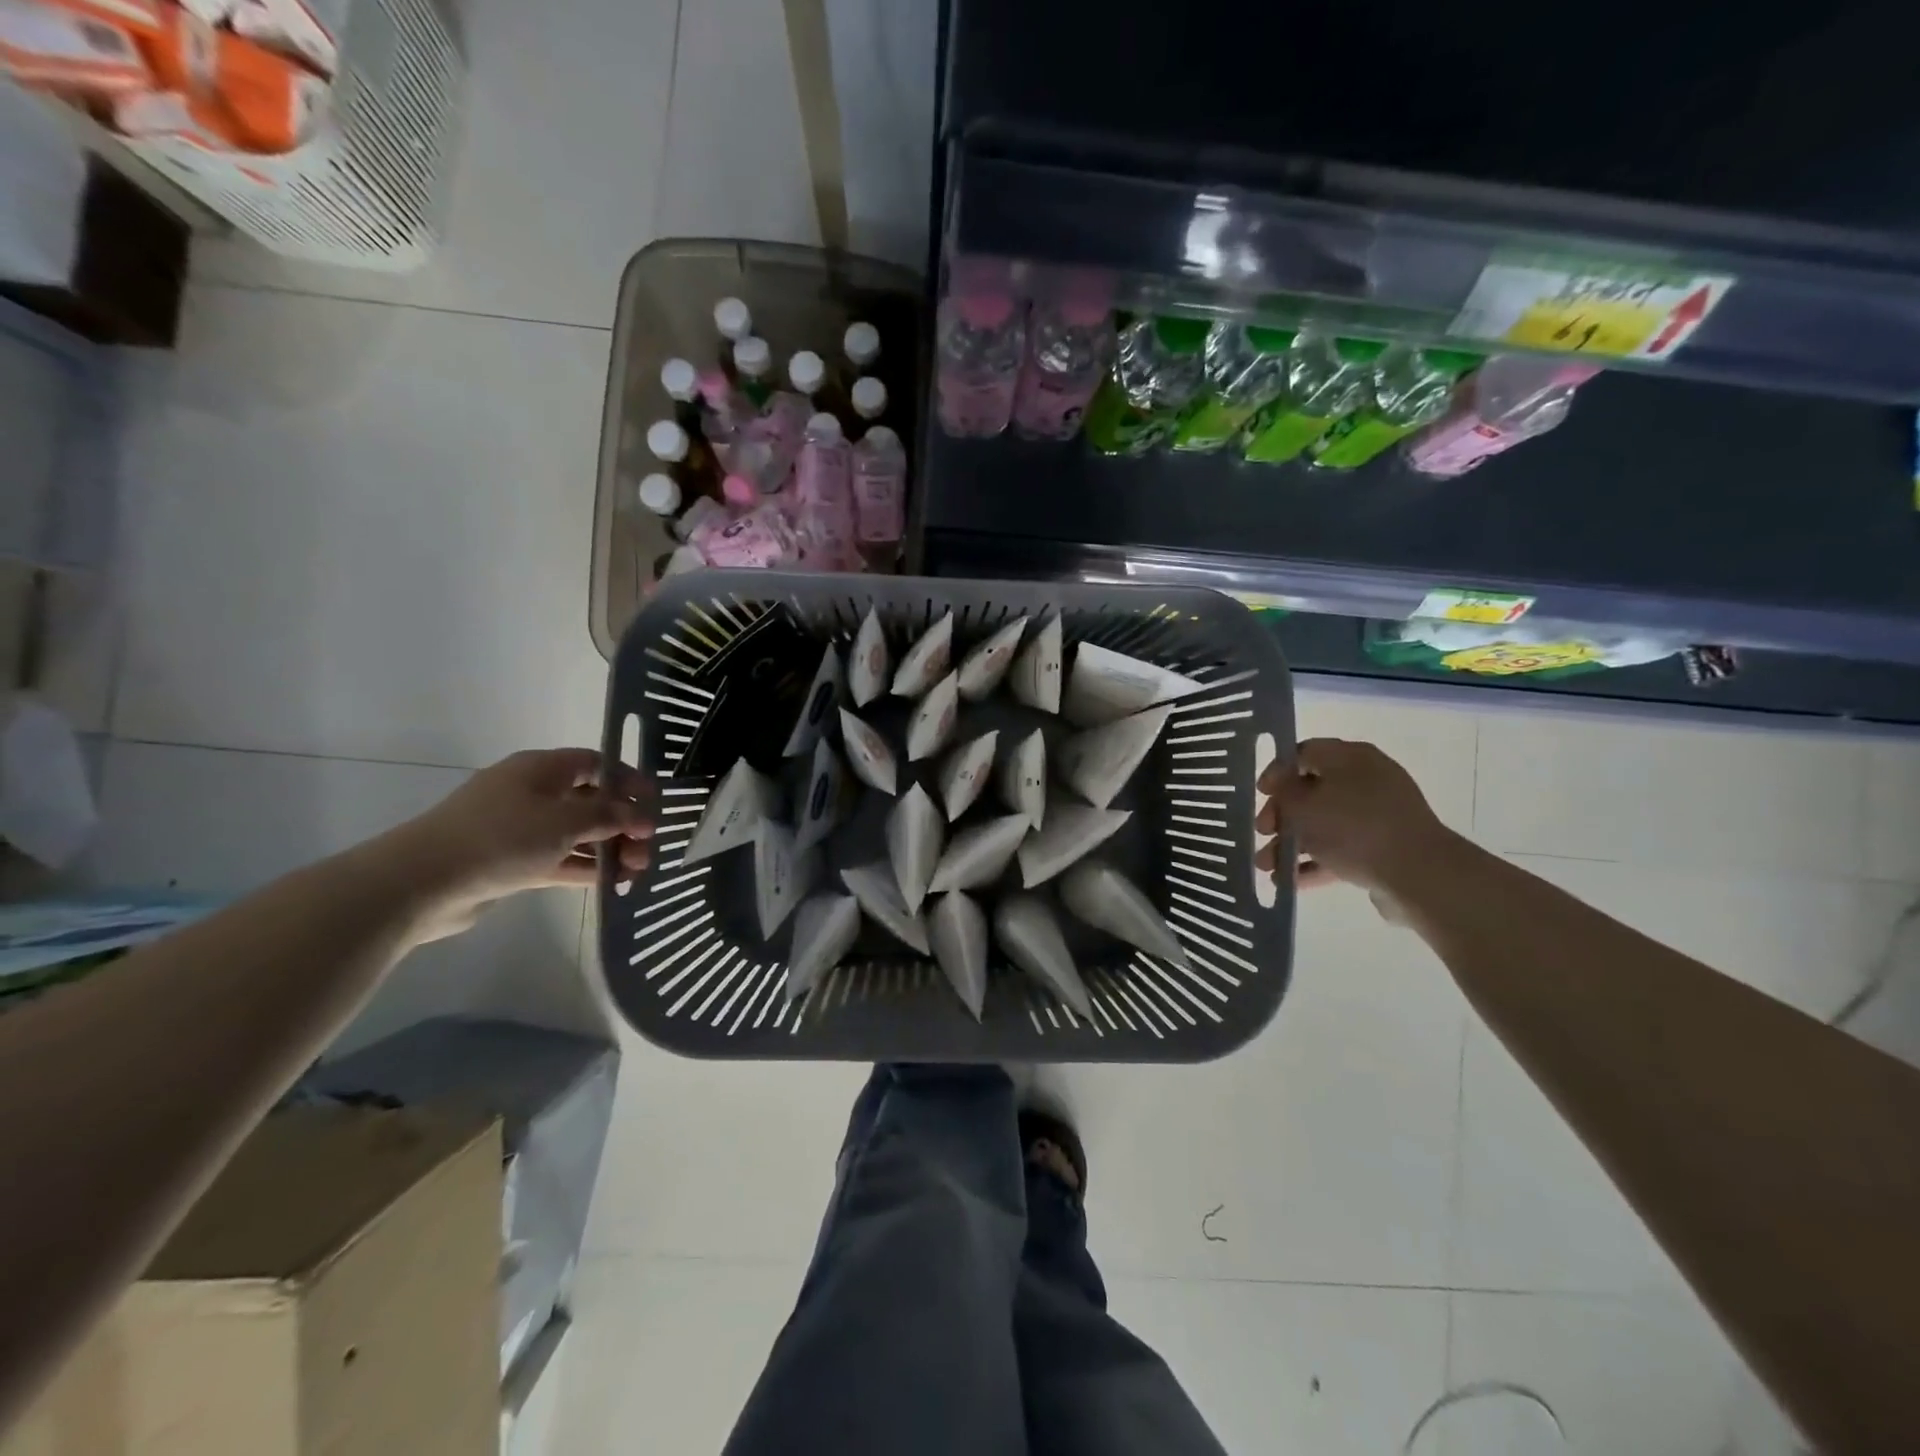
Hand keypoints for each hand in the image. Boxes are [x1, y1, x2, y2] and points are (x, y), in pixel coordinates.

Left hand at [379, 749, 653, 938]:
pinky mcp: (513, 862)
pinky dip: (586, 868)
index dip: (628, 780)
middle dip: (624, 823)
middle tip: (646, 849)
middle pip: (591, 801)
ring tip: (635, 873)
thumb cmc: (501, 836)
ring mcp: (521, 829)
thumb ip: (610, 816)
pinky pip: (560, 859)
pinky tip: (611, 884)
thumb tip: (642, 816)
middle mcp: (532, 793)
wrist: (423, 882)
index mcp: (541, 770)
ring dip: (609, 849)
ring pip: (578, 834)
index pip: (595, 764)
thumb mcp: (565, 820)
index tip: (654, 804)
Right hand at [1255, 738, 1458, 894]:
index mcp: (1350, 757)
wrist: (1417, 873)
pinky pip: (1341, 848)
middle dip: (1280, 815)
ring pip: (1323, 824)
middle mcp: (1366, 779)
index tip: (1260, 794)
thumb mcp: (1303, 805)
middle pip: (1311, 791)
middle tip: (1263, 832)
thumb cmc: (1353, 828)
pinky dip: (1315, 861)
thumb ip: (1283, 793)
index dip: (1277, 772)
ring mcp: (1378, 815)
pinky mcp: (1384, 846)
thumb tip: (1281, 789)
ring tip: (1267, 867)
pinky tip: (1289, 881)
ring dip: (1291, 843)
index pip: (1304, 753)